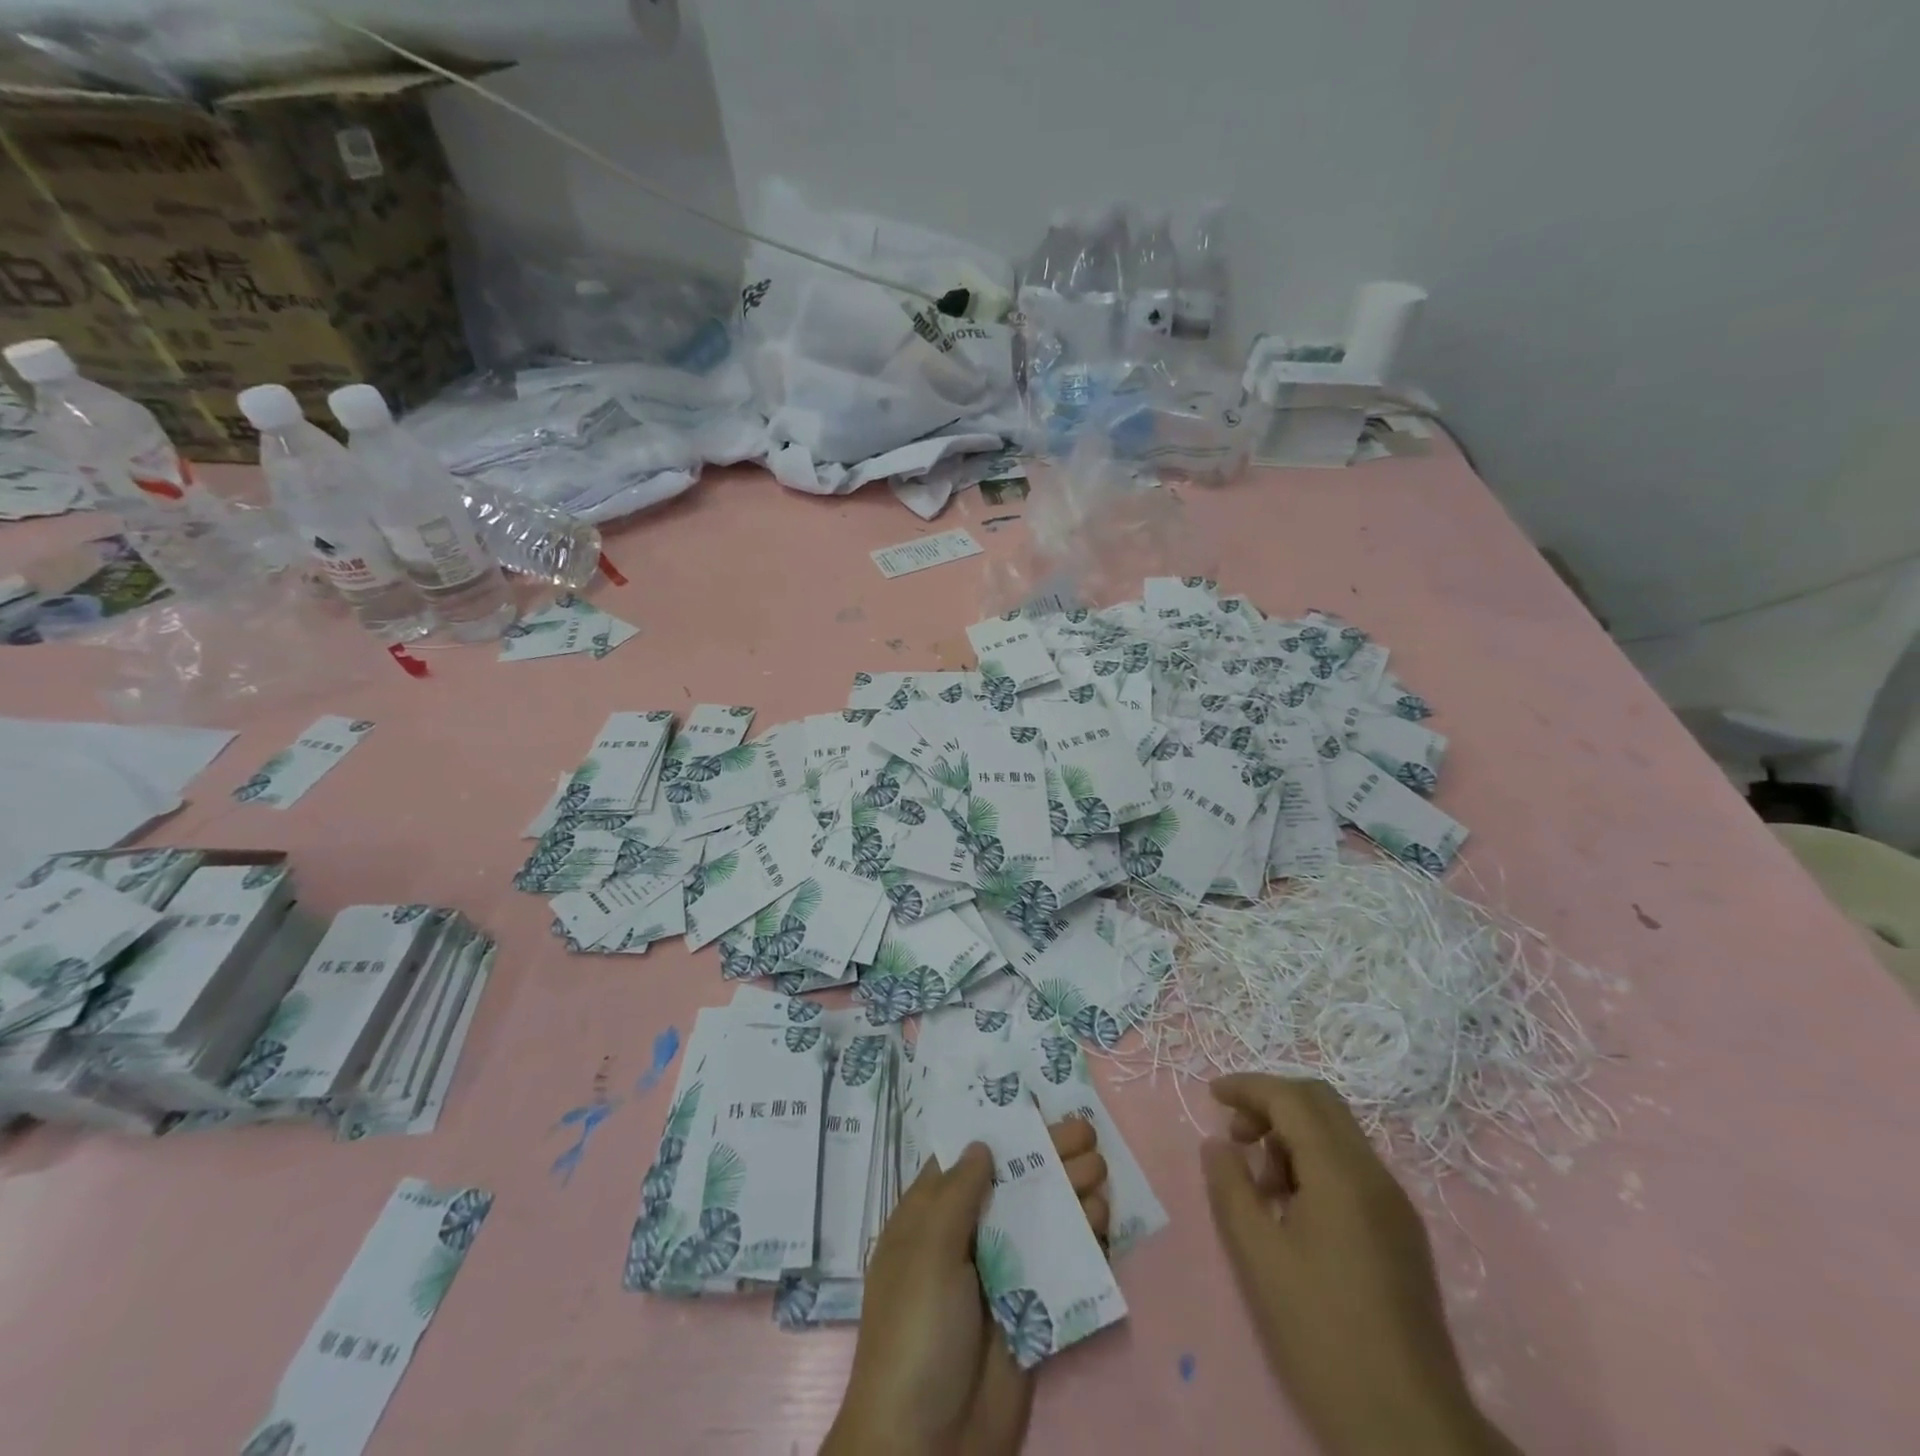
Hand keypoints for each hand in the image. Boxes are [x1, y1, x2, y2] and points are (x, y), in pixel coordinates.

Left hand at [824, 1119, 1107, 1455]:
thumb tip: (980, 1143)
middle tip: (1088, 1134)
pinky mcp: (1029, 1315)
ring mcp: (999, 1277)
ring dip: (1071, 1194)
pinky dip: (1081, 1243)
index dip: (1001, 1133)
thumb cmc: (916, 1331)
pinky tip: (1102, 1222)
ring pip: (1039, 1222)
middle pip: (1012, 1186)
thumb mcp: (927, 1251)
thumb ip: (957, 1194)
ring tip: (1101, 1172)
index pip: (966, 1162)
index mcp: (929, 1220)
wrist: (928, 1447)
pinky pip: (1058, 1268)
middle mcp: (965, 1241)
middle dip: (1049, 1157)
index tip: (1037, 1108)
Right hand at [1201, 1076, 1519, 1455]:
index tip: (1212, 1095)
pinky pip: (1353, 1170)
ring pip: (1338, 1136)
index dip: (1248, 1087)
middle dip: (1272, 1104)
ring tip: (1260, 1187)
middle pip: (1321, 1104)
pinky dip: (1315, 1166)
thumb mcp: (1258, 1256)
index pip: (1291, 1098)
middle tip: (1236, 1136)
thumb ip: (1231, 1187)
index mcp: (1342, 1173)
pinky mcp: (1403, 1234)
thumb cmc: (1321, 1333)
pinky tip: (1293, 1212)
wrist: (1409, 1428)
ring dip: (1292, 1137)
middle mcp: (1375, 1175)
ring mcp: (1395, 1205)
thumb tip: (1219, 1143)